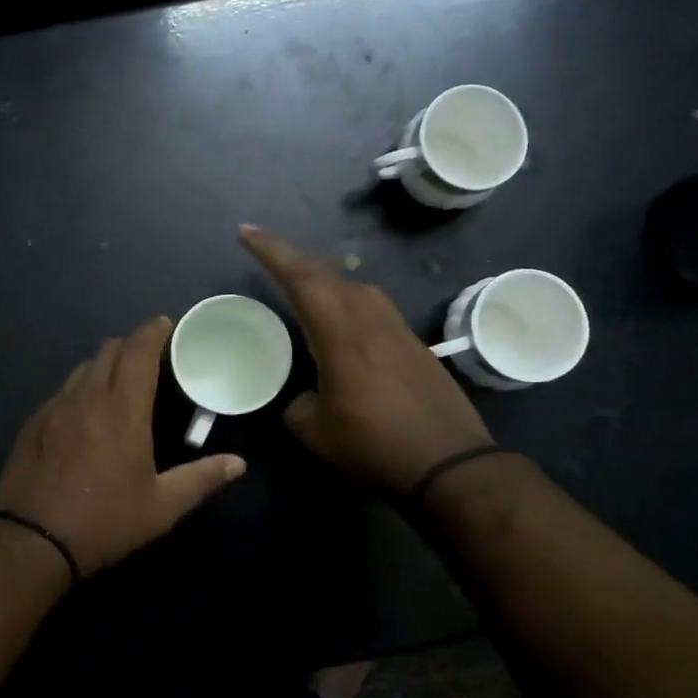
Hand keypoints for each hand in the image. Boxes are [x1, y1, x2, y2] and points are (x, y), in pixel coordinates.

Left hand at [0, 317, 245, 575]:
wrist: (32, 542)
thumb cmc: (105, 521)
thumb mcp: (161, 507)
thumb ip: (202, 479)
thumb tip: (238, 464)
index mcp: (123, 409)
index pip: (138, 350)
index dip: (153, 331)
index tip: (166, 325)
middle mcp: (88, 397)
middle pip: (110, 349)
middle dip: (133, 344)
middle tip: (152, 357)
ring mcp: (56, 407)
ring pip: (84, 367)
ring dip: (106, 363)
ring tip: (121, 381)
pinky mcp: (34, 422)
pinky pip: (63, 389)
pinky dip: (82, 387)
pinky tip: (87, 412)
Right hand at [239, 225, 490, 494]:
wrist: (451, 465)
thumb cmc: (375, 448)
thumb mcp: (316, 434)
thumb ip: (297, 407)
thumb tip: (300, 398)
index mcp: (341, 335)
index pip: (302, 279)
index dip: (272, 251)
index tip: (246, 232)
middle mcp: (371, 321)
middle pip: (328, 274)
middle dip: (292, 258)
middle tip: (265, 254)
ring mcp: (398, 330)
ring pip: (355, 287)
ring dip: (323, 278)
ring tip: (301, 286)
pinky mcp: (414, 345)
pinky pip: (373, 307)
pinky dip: (346, 300)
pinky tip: (341, 322)